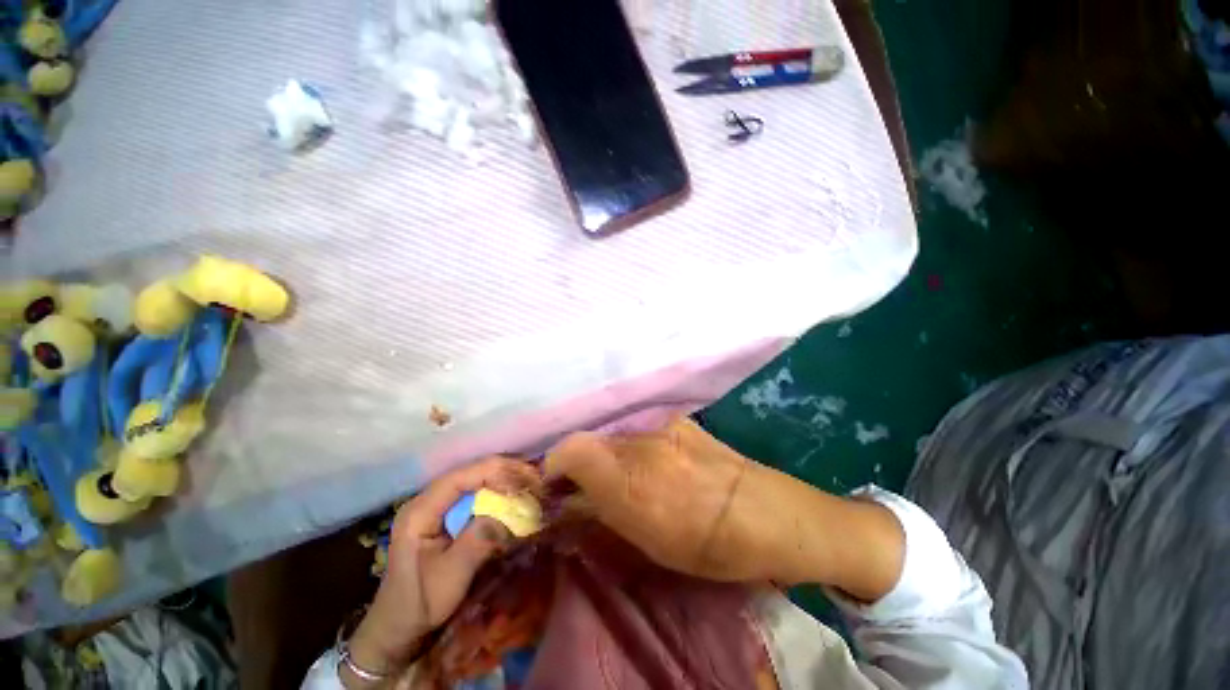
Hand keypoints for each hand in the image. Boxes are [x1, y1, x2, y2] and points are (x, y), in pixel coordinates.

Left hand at [345, 457, 540, 685]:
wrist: (397, 628)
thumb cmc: (419, 604)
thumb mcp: (451, 576)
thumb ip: (480, 539)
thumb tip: (513, 510)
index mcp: (421, 510)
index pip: (463, 476)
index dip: (496, 472)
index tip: (524, 482)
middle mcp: (429, 500)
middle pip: (472, 472)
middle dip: (506, 473)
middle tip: (536, 481)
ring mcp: (438, 506)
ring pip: (477, 480)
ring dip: (505, 481)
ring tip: (531, 486)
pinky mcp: (447, 515)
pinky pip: (477, 495)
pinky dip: (499, 494)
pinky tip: (516, 498)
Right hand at [546, 417, 904, 598]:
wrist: (771, 514)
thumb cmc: (711, 546)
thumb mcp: (649, 544)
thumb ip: (604, 514)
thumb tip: (572, 502)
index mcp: (630, 481)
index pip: (570, 450)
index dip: (554, 466)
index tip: (555, 487)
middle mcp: (641, 444)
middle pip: (591, 442)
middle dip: (580, 465)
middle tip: (587, 489)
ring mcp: (663, 428)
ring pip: (616, 438)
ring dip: (610, 458)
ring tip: (628, 481)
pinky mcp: (679, 422)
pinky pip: (642, 433)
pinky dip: (635, 450)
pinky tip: (657, 467)